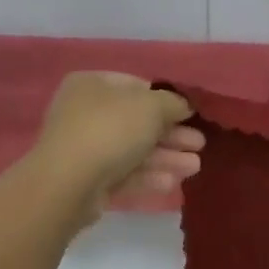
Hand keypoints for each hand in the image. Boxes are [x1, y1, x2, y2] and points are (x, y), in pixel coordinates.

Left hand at [30, 73, 203, 218]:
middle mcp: (85, 113)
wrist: (69, 183)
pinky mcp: (87, 180)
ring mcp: (84, 148)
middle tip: (199, 144)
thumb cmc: (110, 130)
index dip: (166, 99)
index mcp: (92, 85)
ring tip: (195, 167)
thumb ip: (172, 103)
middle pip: (137, 121)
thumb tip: (182, 106)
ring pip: (133, 150)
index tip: (190, 114)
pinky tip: (172, 182)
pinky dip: (148, 176)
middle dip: (172, 134)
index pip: (136, 86)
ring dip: (166, 157)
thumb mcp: (151, 106)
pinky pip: (123, 173)